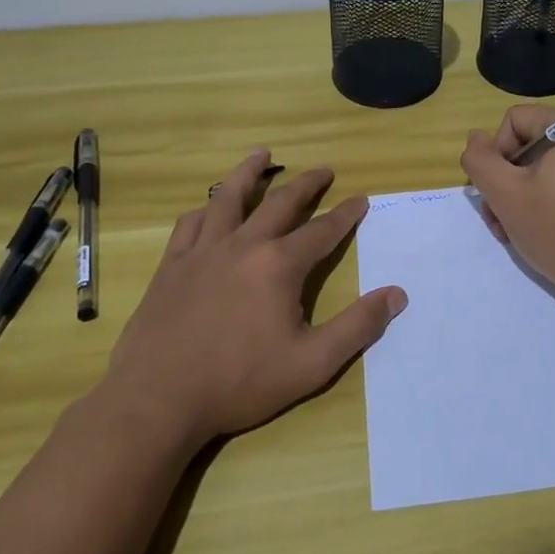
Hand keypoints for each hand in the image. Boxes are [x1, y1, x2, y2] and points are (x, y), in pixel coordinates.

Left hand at [99, 149, 407, 445]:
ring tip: (261, 153)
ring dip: (250, 172)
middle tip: (324, 169)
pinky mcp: (172, 265)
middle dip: (307, 183)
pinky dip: (207, 208)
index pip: (322, 231)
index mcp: (279, 266)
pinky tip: (210, 207)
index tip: (361, 198)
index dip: (346, 214)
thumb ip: (357, 327)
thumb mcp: (312, 364)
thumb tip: (397, 295)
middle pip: (280, 202)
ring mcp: (203, 251)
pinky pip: (191, 223)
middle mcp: (243, 245)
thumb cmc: (239, 382)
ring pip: (229, 198)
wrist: (157, 400)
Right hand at [460, 108, 554, 306]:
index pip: (515, 121)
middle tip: (498, 218)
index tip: (495, 192)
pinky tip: (540, 231)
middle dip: (507, 180)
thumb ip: (480, 160)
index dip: (496, 155)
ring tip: (513, 231)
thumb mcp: (505, 194)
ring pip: (547, 167)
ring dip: (522, 195)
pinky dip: (548, 200)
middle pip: (531, 144)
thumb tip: (476, 138)